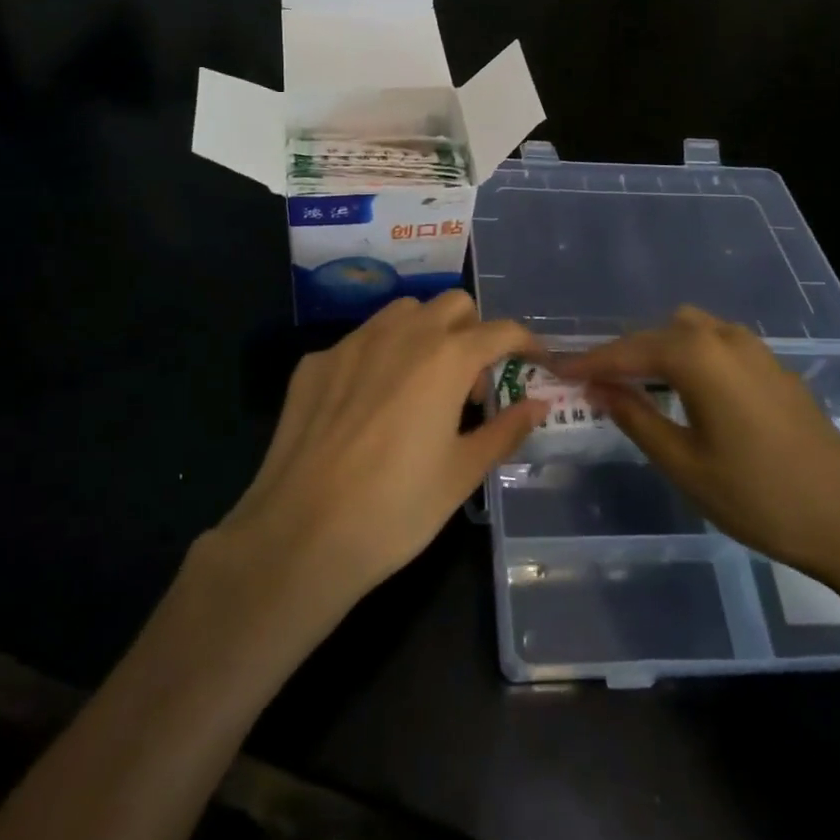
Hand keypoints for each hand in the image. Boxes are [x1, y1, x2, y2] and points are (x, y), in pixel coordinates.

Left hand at [210, 291, 545, 615]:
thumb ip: (505, 430)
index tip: (534, 360)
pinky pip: (359, 341)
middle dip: (473, 331)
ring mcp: (352, 343)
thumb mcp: (462, 473)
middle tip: (469, 384)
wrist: (301, 535)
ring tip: (422, 385)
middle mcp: (401, 334)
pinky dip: (379, 356)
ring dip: (425, 333)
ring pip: (403, 313)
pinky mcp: (315, 363)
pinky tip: (369, 405)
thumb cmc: (396, 508)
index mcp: (445, 358)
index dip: (525, 342)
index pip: (500, 330)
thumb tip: (538, 404)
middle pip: (452, 305)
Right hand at [556, 306, 839, 596]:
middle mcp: (726, 339)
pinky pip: (718, 345)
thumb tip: (598, 388)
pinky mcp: (775, 369)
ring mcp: (756, 351)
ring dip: (660, 350)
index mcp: (699, 357)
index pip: (628, 351)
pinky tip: (688, 392)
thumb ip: (636, 417)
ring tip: (640, 386)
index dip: (590, 361)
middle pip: (660, 331)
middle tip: (597, 384)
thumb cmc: (758, 496)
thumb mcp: (684, 463)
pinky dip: (691, 357)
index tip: (556, 369)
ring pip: (692, 331)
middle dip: (625, 353)